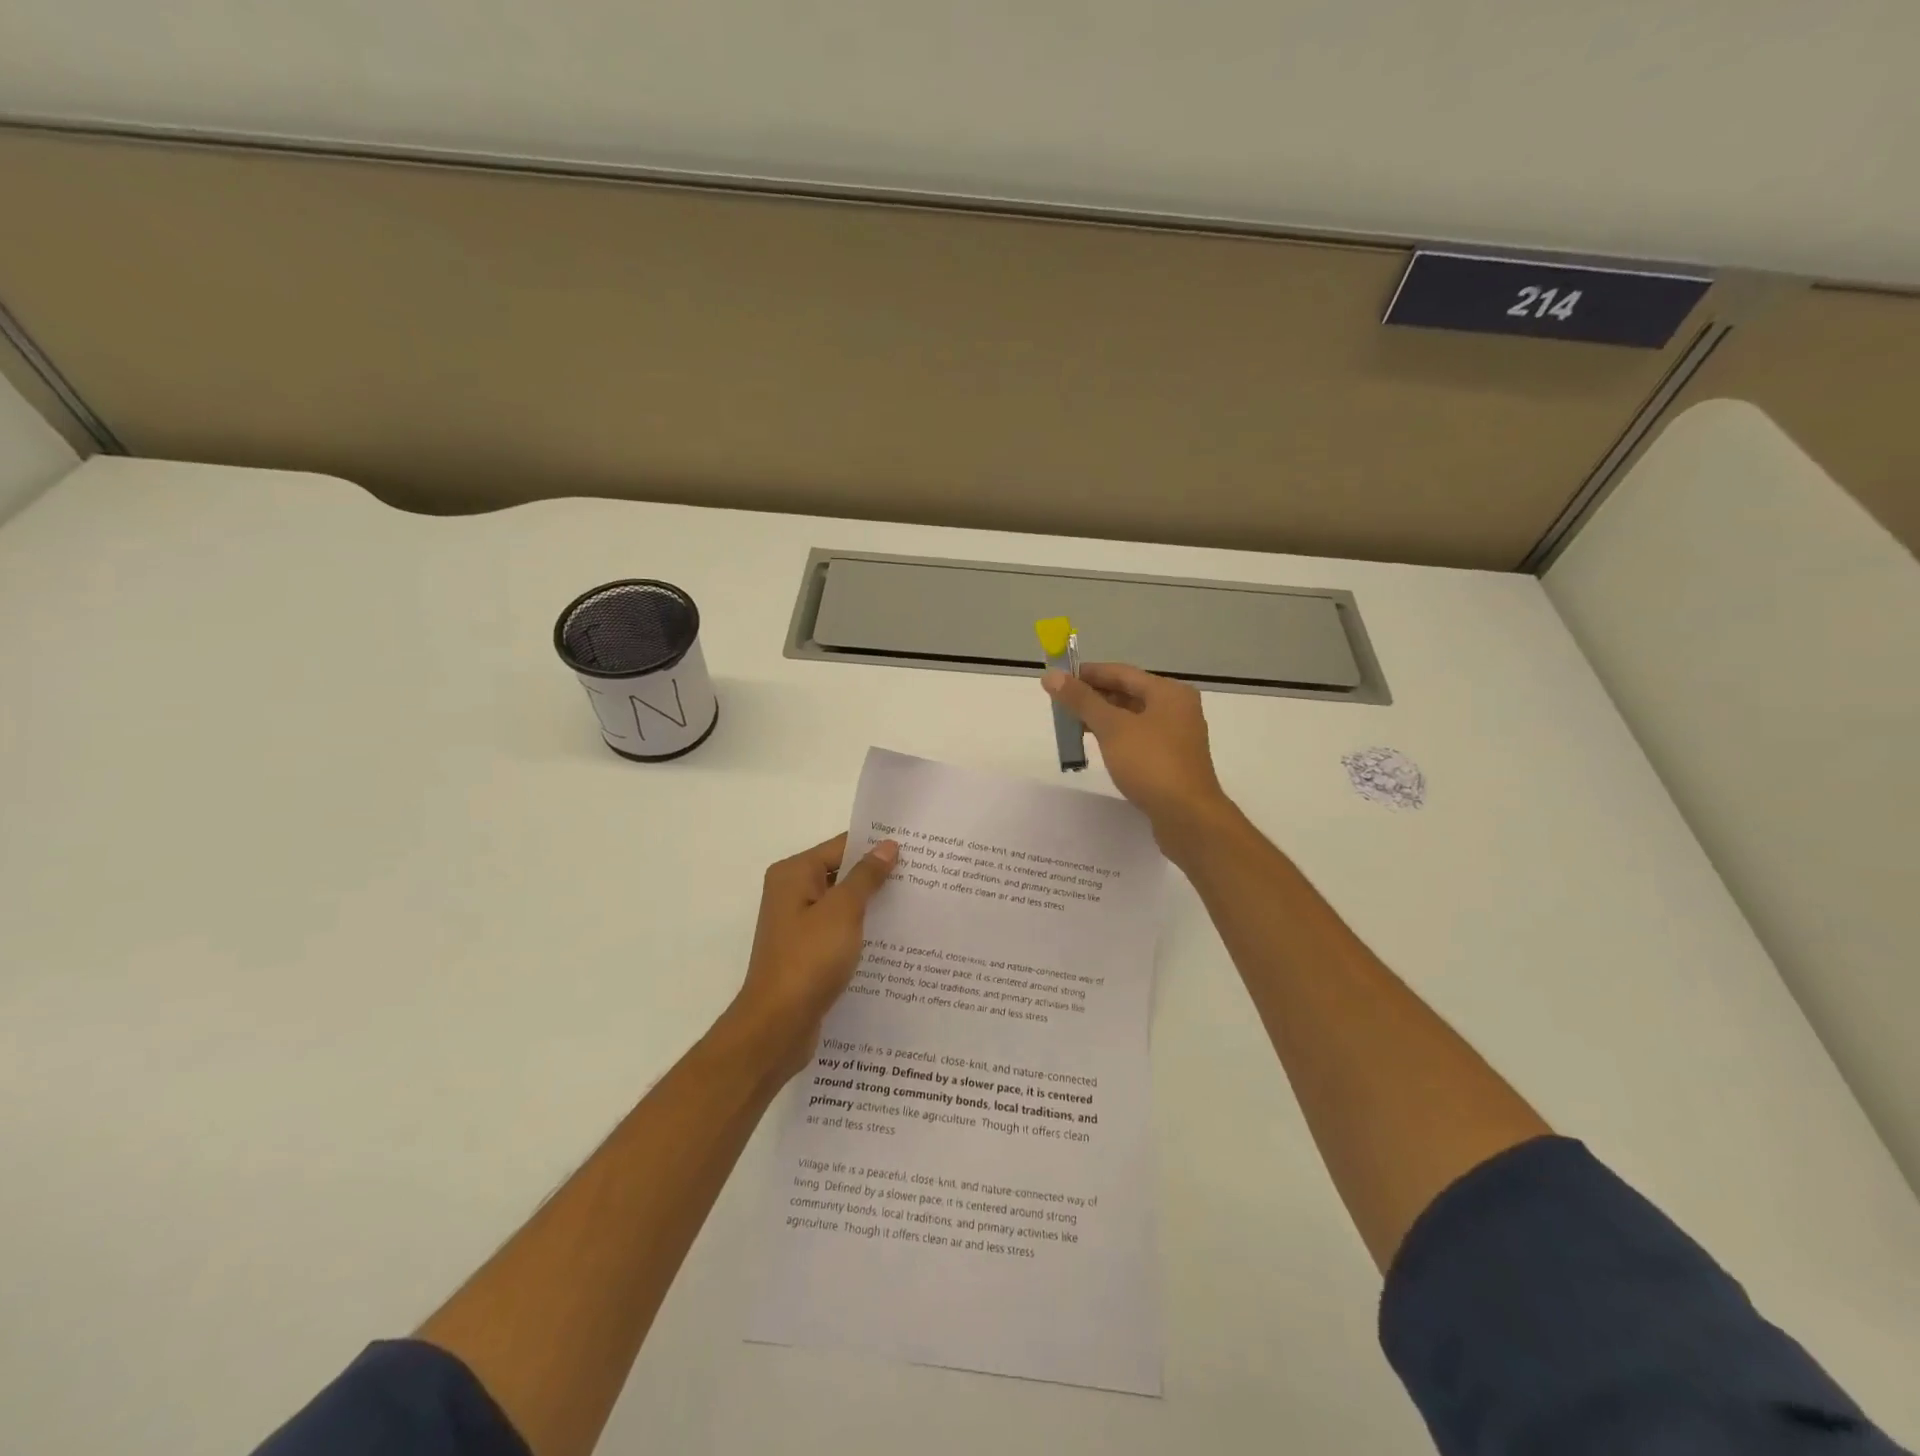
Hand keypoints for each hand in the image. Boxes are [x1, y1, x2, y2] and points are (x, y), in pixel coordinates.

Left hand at [722, 833, 898, 1079]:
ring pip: (843, 904)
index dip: (876, 846)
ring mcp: (799, 925)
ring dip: (873, 906)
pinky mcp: (807, 953)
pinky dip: (862, 931)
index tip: (915, 848)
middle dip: (878, 876)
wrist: (778, 1026)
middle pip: (842, 874)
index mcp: (794, 874)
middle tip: (923, 875)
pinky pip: (840, 931)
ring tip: (917, 904)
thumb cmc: (808, 960)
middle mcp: (792, 893)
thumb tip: (887, 845)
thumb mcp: (842, 911)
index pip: (841, 846)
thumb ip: (866, 877)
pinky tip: (894, 939)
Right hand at [1042, 663, 1232, 851]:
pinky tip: (1098, 746)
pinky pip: (1139, 738)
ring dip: (1104, 718)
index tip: (1059, 678)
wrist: (1187, 817)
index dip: (1088, 673)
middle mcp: (1177, 708)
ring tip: (1073, 724)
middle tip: (1061, 703)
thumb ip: (1081, 700)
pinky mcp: (1172, 760)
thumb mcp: (1112, 728)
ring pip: (1133, 717)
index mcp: (1169, 692)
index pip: (1121, 673)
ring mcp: (1177, 736)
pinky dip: (1117, 737)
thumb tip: (1051, 676)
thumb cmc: (1151, 764)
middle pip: (1128, 693)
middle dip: (1094, 696)